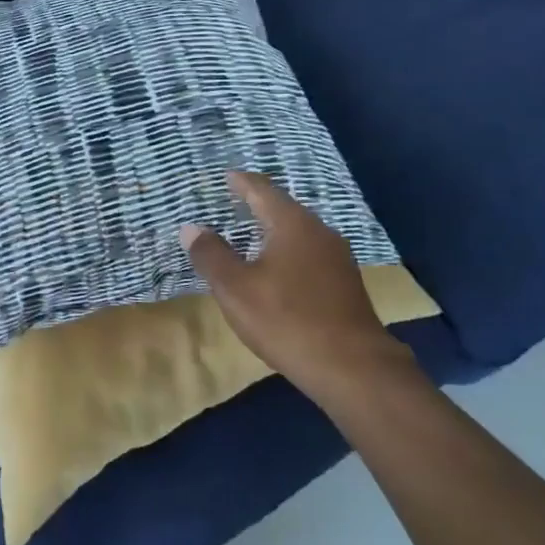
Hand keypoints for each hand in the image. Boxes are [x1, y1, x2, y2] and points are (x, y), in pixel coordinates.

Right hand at [180, 171, 422, 402]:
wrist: (353, 368)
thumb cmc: (286, 320)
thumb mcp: (235, 288)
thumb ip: (211, 255)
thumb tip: (191, 228)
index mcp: (292, 224)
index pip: (262, 190)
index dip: (241, 182)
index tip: (226, 176)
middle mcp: (319, 231)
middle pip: (283, 208)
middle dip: (257, 203)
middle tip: (233, 202)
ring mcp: (337, 258)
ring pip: (298, 231)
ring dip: (273, 229)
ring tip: (251, 233)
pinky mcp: (345, 283)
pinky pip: (309, 253)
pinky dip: (287, 250)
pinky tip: (277, 268)